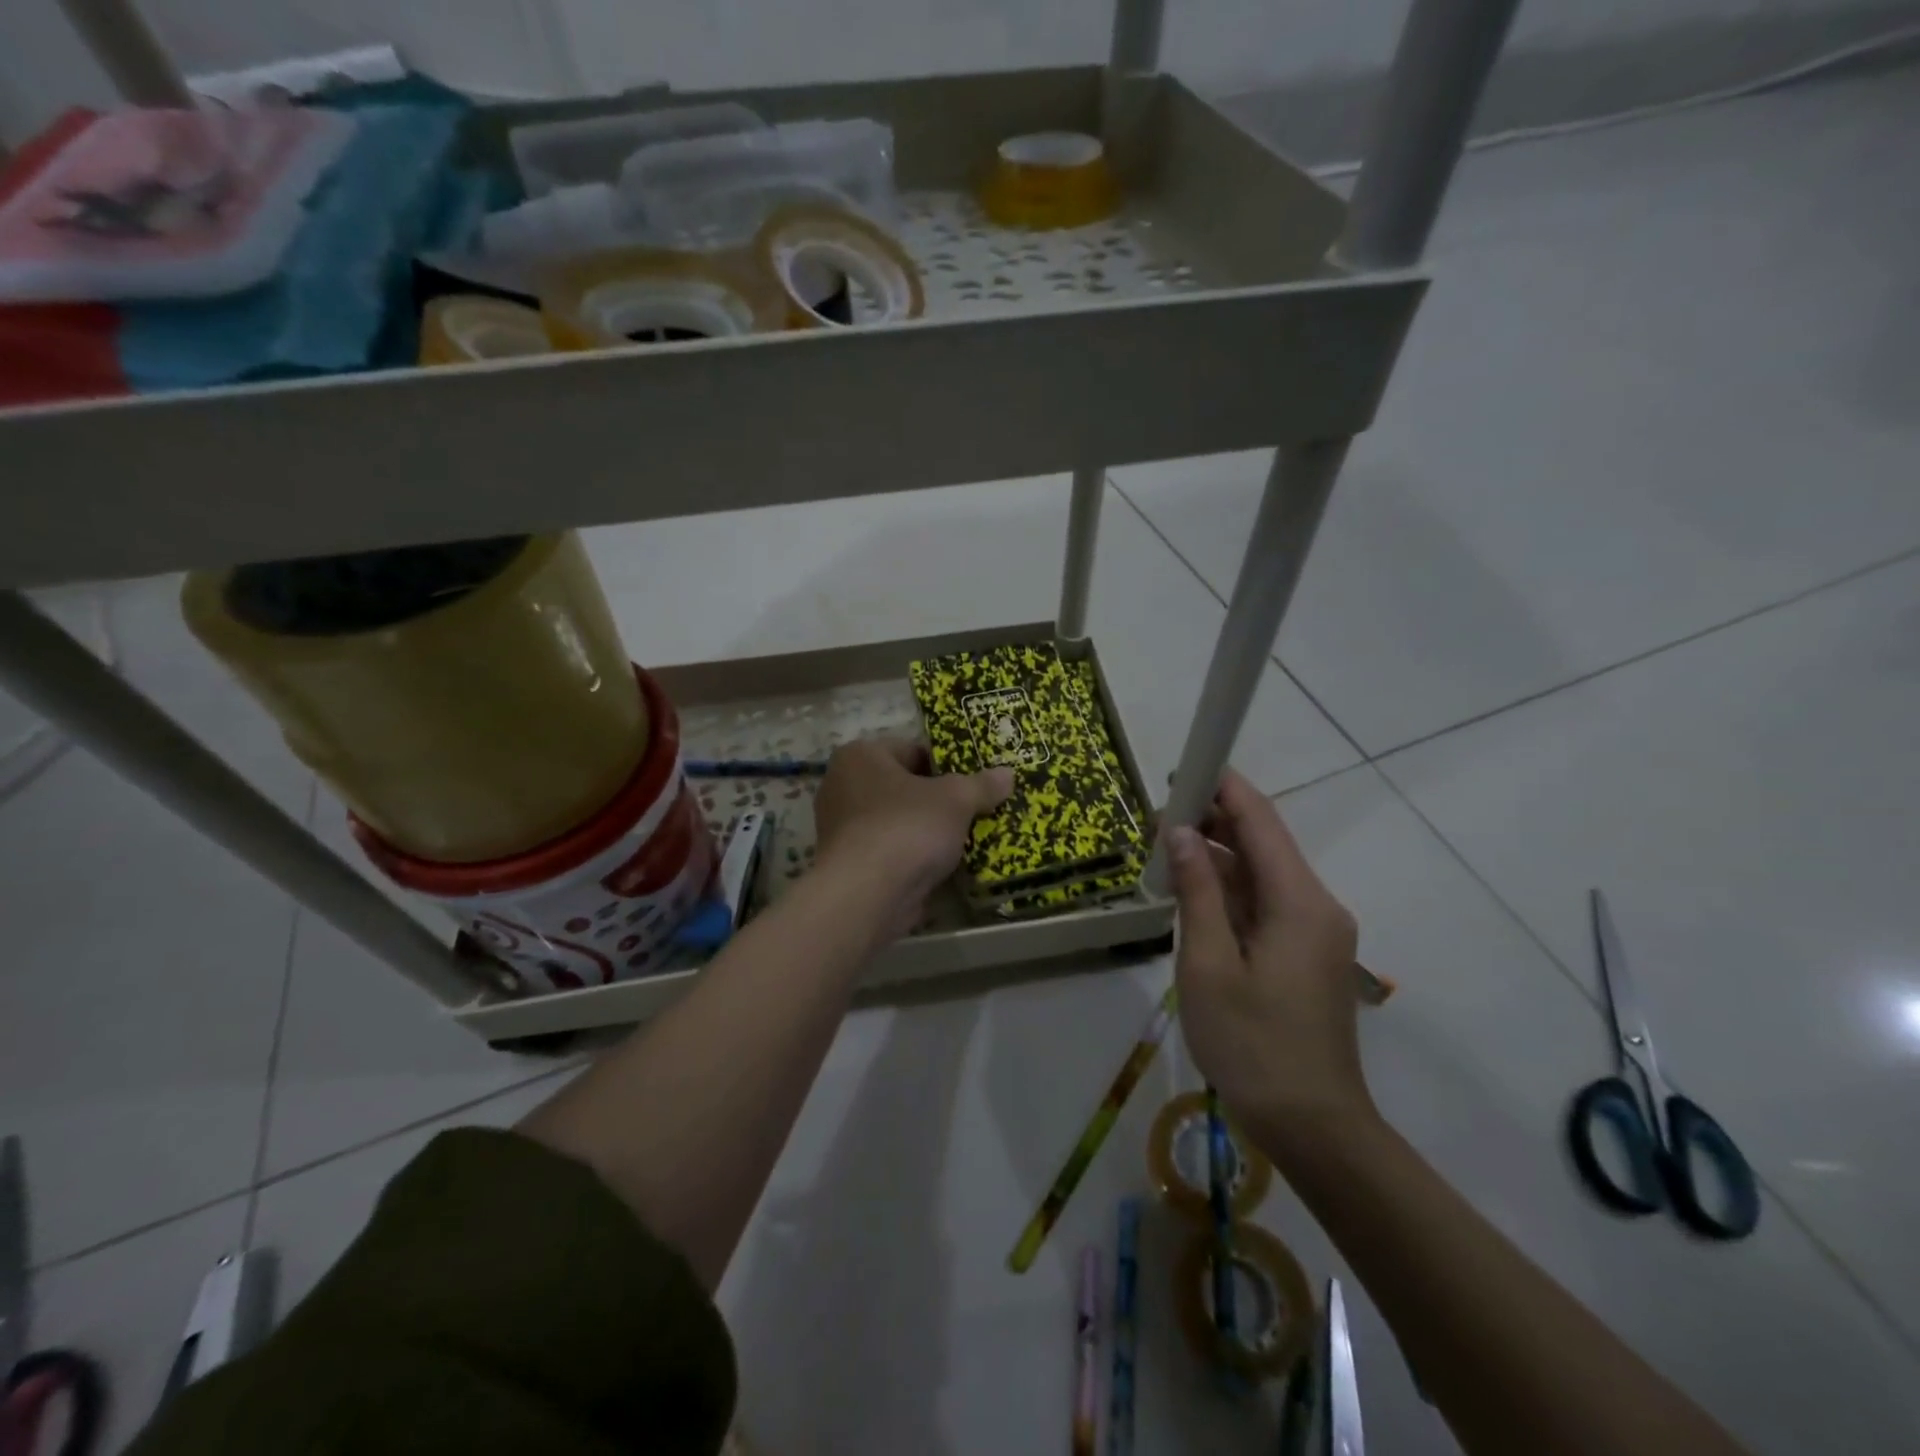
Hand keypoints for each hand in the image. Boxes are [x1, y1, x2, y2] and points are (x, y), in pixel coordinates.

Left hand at [812, 738, 1012, 936]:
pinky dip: (913, 857)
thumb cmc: (907, 827)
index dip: (946, 764)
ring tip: (965, 840)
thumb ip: (981, 785)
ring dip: (927, 831)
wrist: (867, 895)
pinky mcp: (848, 866)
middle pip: (904, 787)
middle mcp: (842, 786)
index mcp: (860, 756)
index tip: (973, 781)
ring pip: (898, 821)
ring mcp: (842, 829)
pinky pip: (890, 852)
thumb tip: (1008, 774)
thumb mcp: (956, 799)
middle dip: (938, 800)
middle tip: (974, 810)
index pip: (911, 750)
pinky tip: (943, 867)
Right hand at [1167, 768, 1374, 1149]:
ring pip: (1262, 874)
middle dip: (1215, 820)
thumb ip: (1196, 891)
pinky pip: (1265, 904)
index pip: (1261, 821)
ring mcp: (1314, 931)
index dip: (1223, 786)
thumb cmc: (1253, 1044)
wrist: (1313, 1126)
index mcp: (1299, 901)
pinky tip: (1192, 891)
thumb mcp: (1208, 964)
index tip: (1183, 767)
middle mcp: (1316, 905)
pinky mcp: (1305, 954)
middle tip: (1159, 813)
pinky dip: (1229, 891)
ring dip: (1218, 858)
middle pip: (1264, 843)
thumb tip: (1181, 831)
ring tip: (1165, 848)